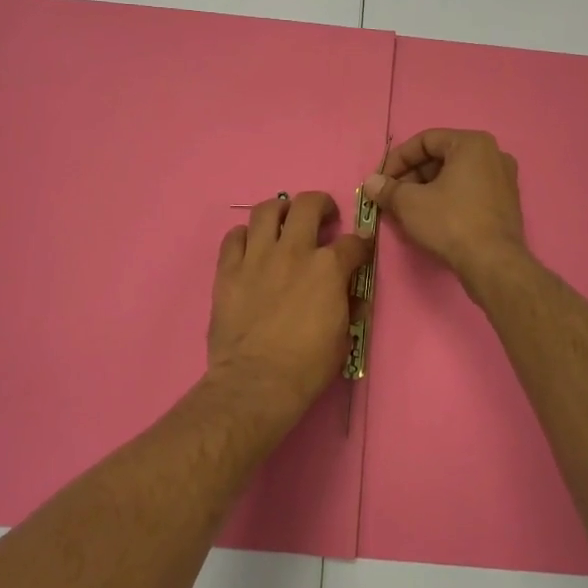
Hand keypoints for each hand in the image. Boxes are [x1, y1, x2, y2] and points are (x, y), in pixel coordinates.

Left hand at [207, 192, 372, 412]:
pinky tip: (250, 246)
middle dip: (321, 204)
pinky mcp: (227, 270)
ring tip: (284, 220)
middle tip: (323, 217)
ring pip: (266, 210)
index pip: (353, 242)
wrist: (256, 383)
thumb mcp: (343, 338)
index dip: (360, 244)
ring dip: (279, 210)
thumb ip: (348, 307)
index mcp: (328, 268)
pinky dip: (244, 236)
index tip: (359, 249)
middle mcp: (293, 251)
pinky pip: (233, 236)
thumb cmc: (307, 367)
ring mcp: (256, 257)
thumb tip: (351, 295)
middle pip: (307, 205)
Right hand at [364, 129, 526, 280]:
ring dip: (427, 188)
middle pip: (441, 157)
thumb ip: (387, 189)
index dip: (397, 159)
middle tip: (392, 196)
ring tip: (407, 209)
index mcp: (472, 143)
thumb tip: (371, 182)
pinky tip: (431, 218)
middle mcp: (493, 154)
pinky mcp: (506, 203)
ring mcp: (504, 179)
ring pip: (455, 175)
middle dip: (412, 175)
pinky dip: (447, 198)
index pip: (425, 140)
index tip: (381, 180)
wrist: (493, 263)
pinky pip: (469, 191)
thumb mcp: (410, 203)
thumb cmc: (450, 222)